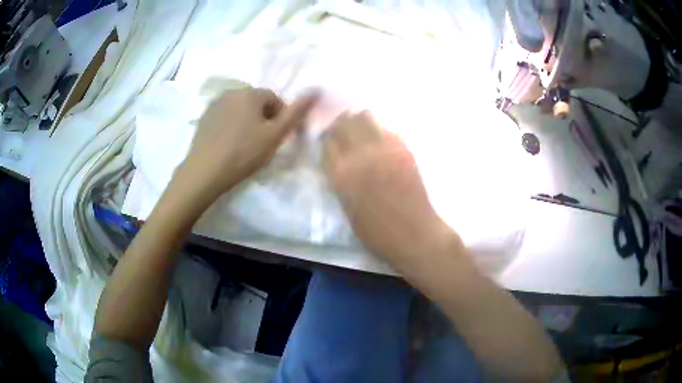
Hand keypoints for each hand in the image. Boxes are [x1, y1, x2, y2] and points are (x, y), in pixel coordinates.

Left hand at [177, 88, 316, 203]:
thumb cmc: (244, 153)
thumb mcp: (275, 135)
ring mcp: (214, 104)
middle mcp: (231, 92)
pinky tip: (228, 143)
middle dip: (263, 118)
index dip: (280, 117)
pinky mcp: (204, 117)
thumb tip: (316, 89)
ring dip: (246, 121)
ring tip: (244, 144)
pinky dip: (230, 125)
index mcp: (250, 93)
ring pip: (239, 109)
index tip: (276, 137)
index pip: (274, 99)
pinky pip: (225, 116)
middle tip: (261, 142)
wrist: (205, 172)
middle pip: (256, 102)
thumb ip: (296, 113)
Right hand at [322, 111, 458, 264]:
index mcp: (341, 173)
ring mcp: (383, 148)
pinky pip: (387, 128)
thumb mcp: (346, 206)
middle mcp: (359, 154)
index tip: (329, 140)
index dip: (327, 138)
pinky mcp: (403, 147)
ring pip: (365, 116)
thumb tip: (339, 158)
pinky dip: (380, 130)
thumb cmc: (375, 230)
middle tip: (344, 131)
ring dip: (360, 121)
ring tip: (362, 131)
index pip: (327, 141)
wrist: (412, 232)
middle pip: (344, 122)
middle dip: (341, 124)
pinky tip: (381, 142)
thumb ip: (339, 177)